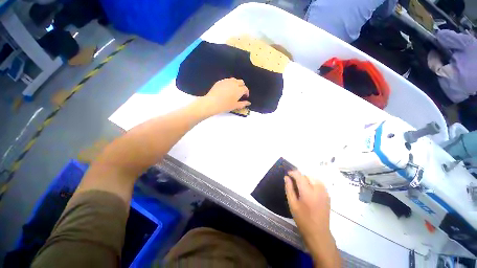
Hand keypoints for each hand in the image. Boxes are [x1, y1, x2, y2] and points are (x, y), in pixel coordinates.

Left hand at [199, 78, 250, 115]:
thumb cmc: (225, 105)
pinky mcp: (220, 81)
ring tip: (234, 90)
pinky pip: (227, 80)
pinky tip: (226, 89)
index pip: (245, 89)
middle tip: (240, 93)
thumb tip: (249, 103)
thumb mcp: (235, 106)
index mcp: (239, 90)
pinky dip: (229, 84)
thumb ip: (243, 104)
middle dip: (242, 86)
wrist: (212, 102)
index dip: (246, 92)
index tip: (245, 96)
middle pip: (241, 82)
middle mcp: (234, 83)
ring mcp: (226, 81)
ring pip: (234, 80)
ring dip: (236, 84)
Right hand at [285, 170, 340, 266]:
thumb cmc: (302, 219)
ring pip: (314, 178)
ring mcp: (324, 193)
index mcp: (307, 192)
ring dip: (307, 179)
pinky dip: (313, 182)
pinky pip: (320, 183)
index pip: (300, 176)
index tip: (288, 174)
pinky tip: (310, 189)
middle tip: (294, 182)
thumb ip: (289, 189)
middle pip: (307, 176)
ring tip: (301, 185)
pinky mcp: (328, 196)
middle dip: (300, 176)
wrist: (318, 232)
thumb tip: (286, 177)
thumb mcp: (292, 204)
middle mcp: (318, 190)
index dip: (293, 173)